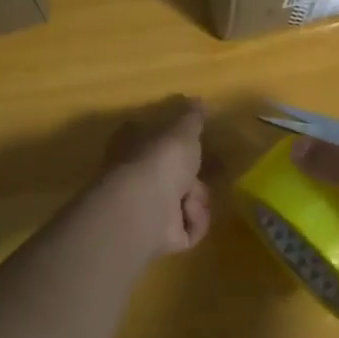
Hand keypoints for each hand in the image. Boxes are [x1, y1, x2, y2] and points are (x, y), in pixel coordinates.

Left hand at [97, 96, 211, 260]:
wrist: (145, 208)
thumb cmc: (159, 159)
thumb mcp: (182, 129)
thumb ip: (192, 117)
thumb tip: (196, 100)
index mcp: (134, 147)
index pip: (152, 138)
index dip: (173, 140)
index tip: (195, 141)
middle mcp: (137, 177)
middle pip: (174, 175)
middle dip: (193, 177)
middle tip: (204, 172)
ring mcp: (147, 209)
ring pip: (185, 202)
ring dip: (196, 200)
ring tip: (190, 199)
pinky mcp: (160, 236)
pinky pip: (188, 228)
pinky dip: (193, 222)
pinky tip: (188, 216)